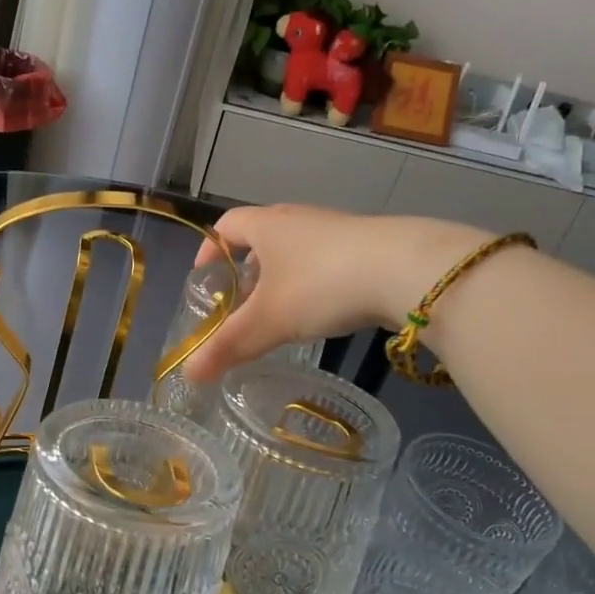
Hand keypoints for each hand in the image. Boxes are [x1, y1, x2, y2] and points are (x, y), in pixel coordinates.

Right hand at [185, 205, 487, 382]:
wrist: (406, 270)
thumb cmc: (321, 285)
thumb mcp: (268, 321)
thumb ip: (228, 346)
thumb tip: (188, 375)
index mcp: (267, 225)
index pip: (226, 225)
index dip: (210, 249)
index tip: (204, 277)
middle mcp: (298, 218)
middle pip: (261, 237)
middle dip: (246, 269)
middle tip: (241, 303)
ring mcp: (335, 229)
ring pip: (296, 249)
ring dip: (281, 277)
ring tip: (280, 312)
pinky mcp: (367, 245)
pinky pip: (326, 260)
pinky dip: (314, 281)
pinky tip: (323, 310)